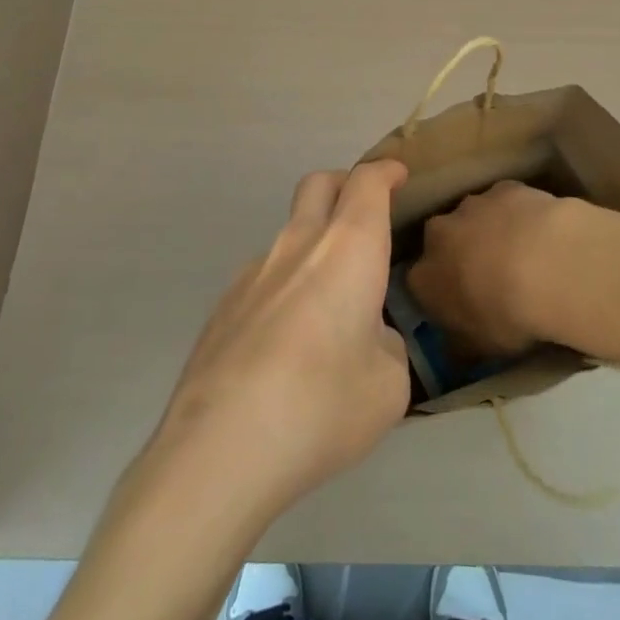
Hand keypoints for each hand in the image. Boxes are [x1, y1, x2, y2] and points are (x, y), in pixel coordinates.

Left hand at [148, 161, 411, 525]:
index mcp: (347, 249)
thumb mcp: (389, 385)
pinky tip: (289, 342)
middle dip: (345, 184)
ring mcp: (253, 271)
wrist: (220, 448)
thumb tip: (367, 336)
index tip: (398, 176)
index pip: (366, 183)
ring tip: (331, 303)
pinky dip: (287, 284)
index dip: (385, 172)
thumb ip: (386, 345)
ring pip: (289, 232)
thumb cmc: (322, 406)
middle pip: (318, 184)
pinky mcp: (224, 305)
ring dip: (315, 243)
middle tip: (365, 213)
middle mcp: (297, 245)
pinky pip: (265, 276)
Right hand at [407, 180, 573, 360]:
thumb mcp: (481, 348)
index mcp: (424, 277)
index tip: (461, 306)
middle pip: (442, 243)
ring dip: (488, 231)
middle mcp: (438, 234)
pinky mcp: (504, 187)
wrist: (548, 266)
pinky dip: (517, 214)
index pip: (420, 284)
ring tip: (521, 254)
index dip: (440, 294)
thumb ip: (461, 345)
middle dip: (459, 255)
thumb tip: (454, 349)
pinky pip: (505, 201)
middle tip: (488, 277)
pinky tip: (540, 231)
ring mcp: (471, 205)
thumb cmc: (508, 316)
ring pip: (473, 218)